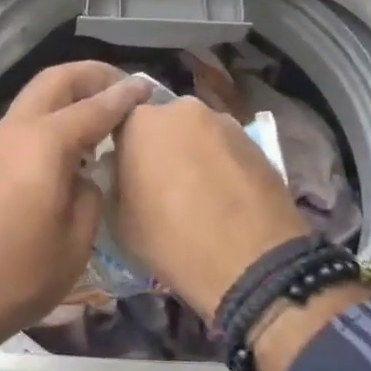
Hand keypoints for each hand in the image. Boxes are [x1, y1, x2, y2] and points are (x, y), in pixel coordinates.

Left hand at [0, 60, 151, 346]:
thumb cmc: (17, 275)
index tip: (148, 86)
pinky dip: (49, 119)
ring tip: (98, 117)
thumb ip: (89, 196)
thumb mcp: (75, 242)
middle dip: (90, 75)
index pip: (95, 107)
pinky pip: (22, 124)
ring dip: (67, 96)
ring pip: (34, 99)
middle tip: (121, 87)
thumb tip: (84, 178)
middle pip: (55, 80)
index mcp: (45, 143)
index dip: (125, 95)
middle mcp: (16, 130)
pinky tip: (66, 149)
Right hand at [111, 96, 307, 318]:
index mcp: (141, 121)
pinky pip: (226, 148)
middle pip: (162, 124)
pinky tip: (226, 197)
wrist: (252, 262)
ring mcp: (224, 121)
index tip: (125, 174)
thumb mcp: (118, 221)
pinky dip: (222, 165)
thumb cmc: (172, 241)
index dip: (121, 149)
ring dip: (193, 153)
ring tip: (199, 193)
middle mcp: (182, 109)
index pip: (120, 123)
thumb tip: (124, 174)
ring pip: (197, 134)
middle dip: (159, 146)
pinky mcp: (256, 141)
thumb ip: (115, 183)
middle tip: (161, 184)